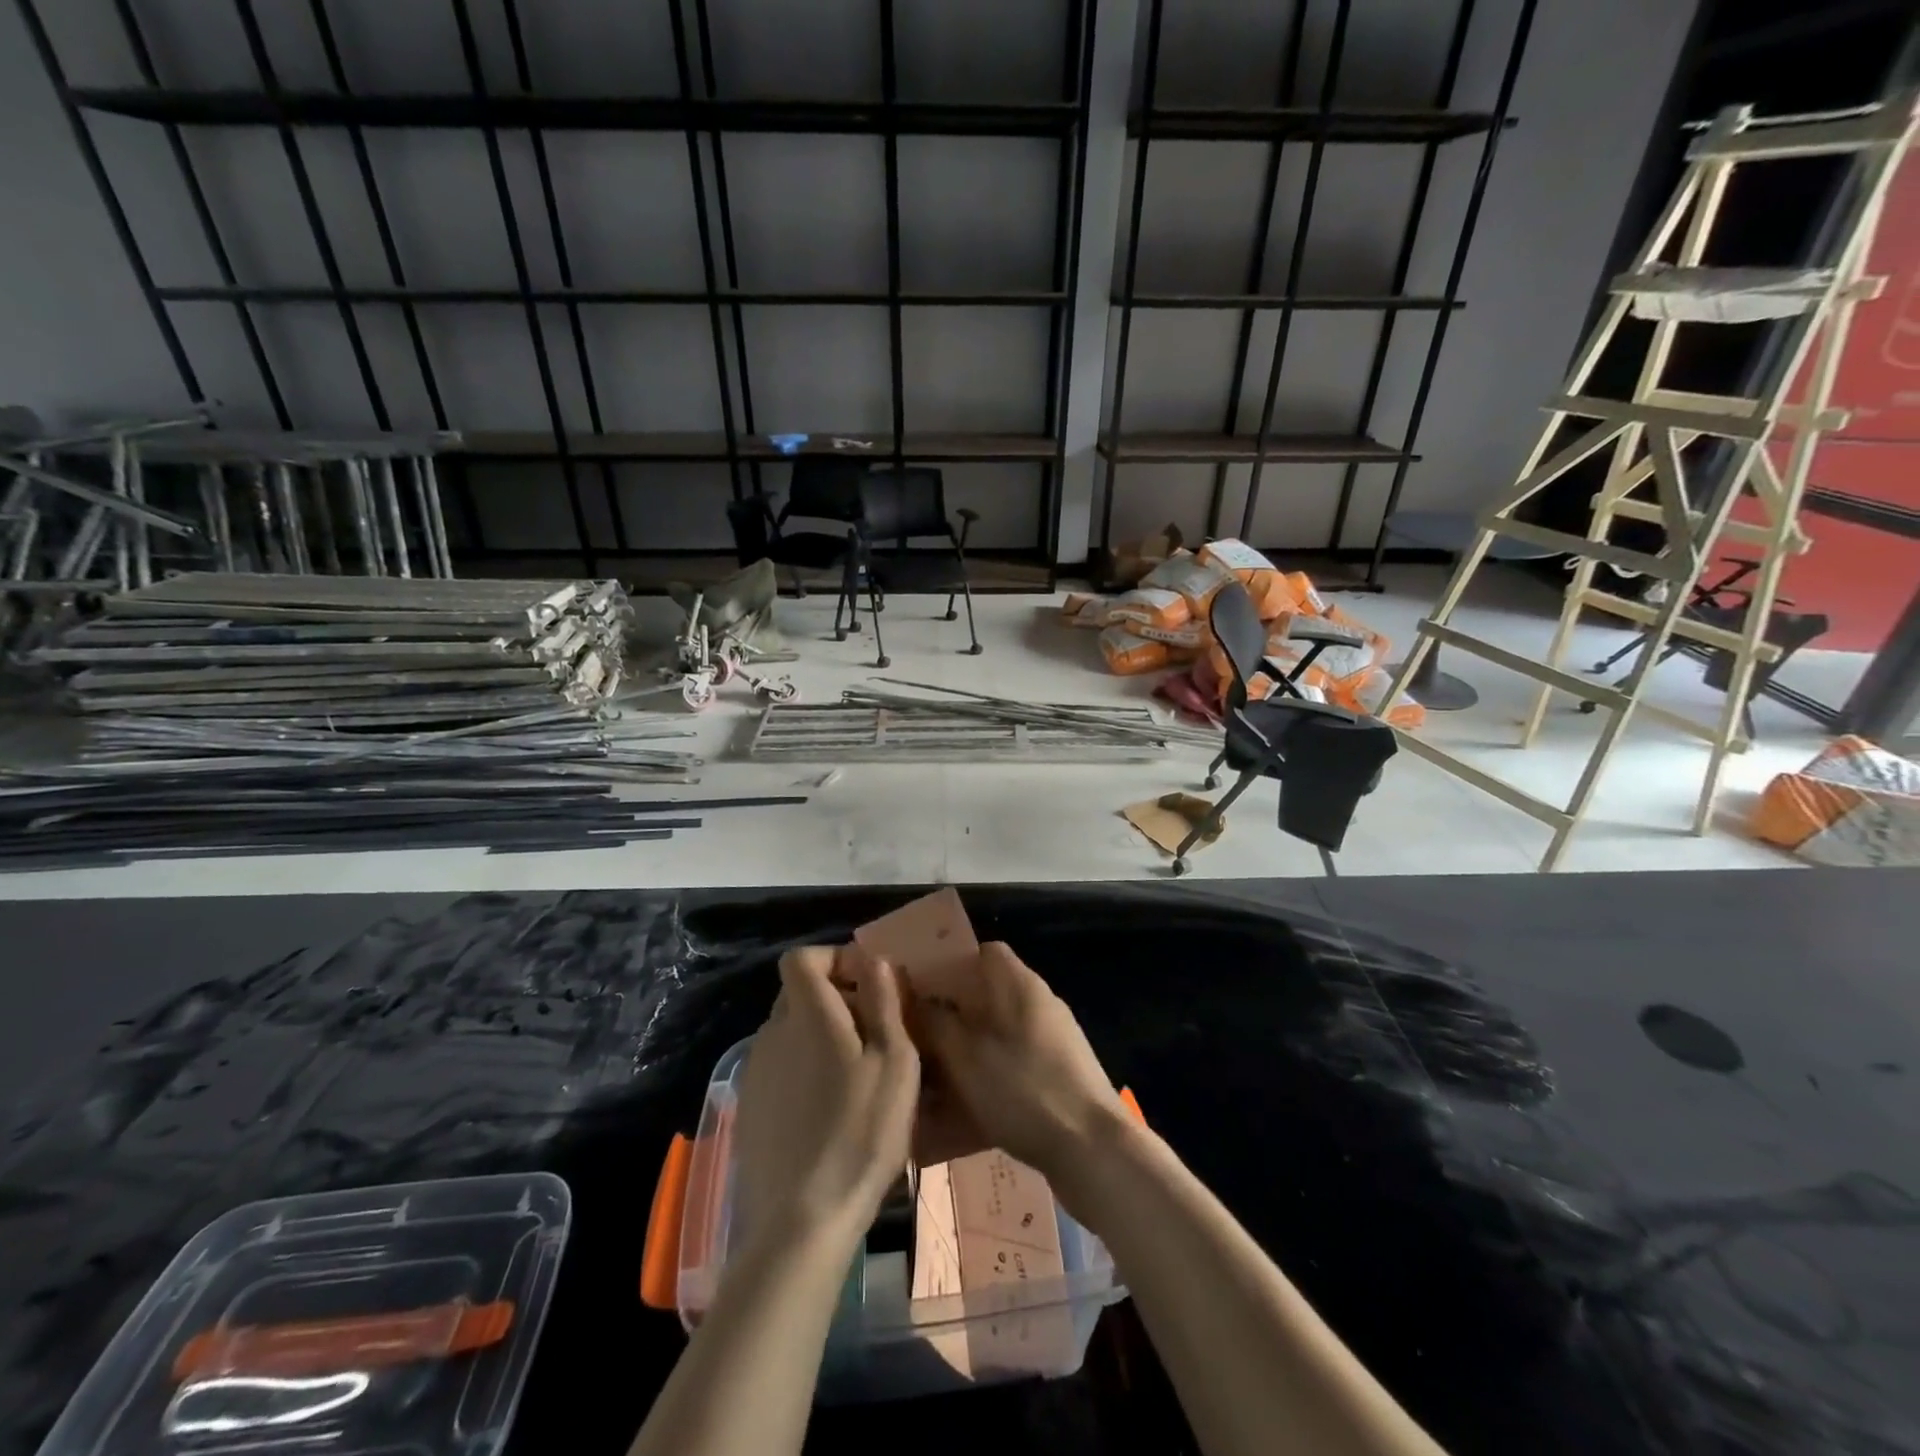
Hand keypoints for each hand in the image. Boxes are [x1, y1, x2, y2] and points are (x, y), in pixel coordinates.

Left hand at [731, 945, 919, 1252]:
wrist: (802, 1220)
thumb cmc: (861, 1131)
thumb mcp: (895, 1062)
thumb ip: (884, 1003)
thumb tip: (874, 960)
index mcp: (807, 1015)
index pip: (801, 959)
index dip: (832, 958)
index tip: (867, 982)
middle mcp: (773, 1034)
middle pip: (797, 993)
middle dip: (834, 997)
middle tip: (873, 1031)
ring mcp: (755, 1072)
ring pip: (790, 1032)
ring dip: (820, 1035)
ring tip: (856, 1074)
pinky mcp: (749, 1108)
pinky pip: (780, 1066)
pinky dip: (804, 1068)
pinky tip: (829, 1109)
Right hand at [909, 942, 1126, 1186]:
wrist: (1093, 1149)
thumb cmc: (1023, 1089)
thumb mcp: (965, 1055)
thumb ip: (934, 1022)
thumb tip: (913, 999)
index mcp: (1019, 984)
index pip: (982, 952)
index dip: (948, 964)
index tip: (918, 987)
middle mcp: (1039, 1003)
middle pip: (986, 995)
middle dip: (950, 1014)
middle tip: (915, 1037)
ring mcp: (1053, 1040)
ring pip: (997, 1034)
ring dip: (966, 1050)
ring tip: (931, 1077)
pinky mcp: (1060, 1075)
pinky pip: (1013, 1065)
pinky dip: (988, 1077)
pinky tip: (963, 1111)